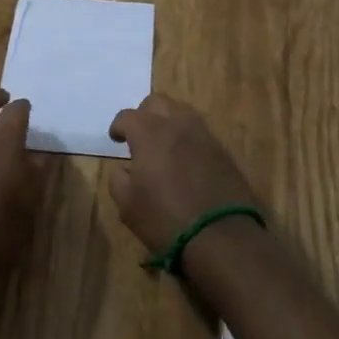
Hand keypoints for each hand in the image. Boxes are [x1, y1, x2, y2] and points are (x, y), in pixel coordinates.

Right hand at [106, 95, 259, 258]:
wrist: (221, 237)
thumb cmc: (165, 219)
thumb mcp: (127, 205)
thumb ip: (118, 179)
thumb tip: (124, 168)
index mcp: (149, 133)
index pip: (128, 116)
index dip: (118, 126)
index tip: (116, 139)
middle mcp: (176, 124)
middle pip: (157, 102)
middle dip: (144, 114)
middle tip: (140, 135)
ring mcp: (203, 135)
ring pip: (182, 111)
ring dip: (169, 120)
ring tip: (164, 142)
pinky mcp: (222, 150)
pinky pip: (200, 131)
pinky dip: (188, 137)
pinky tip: (185, 158)